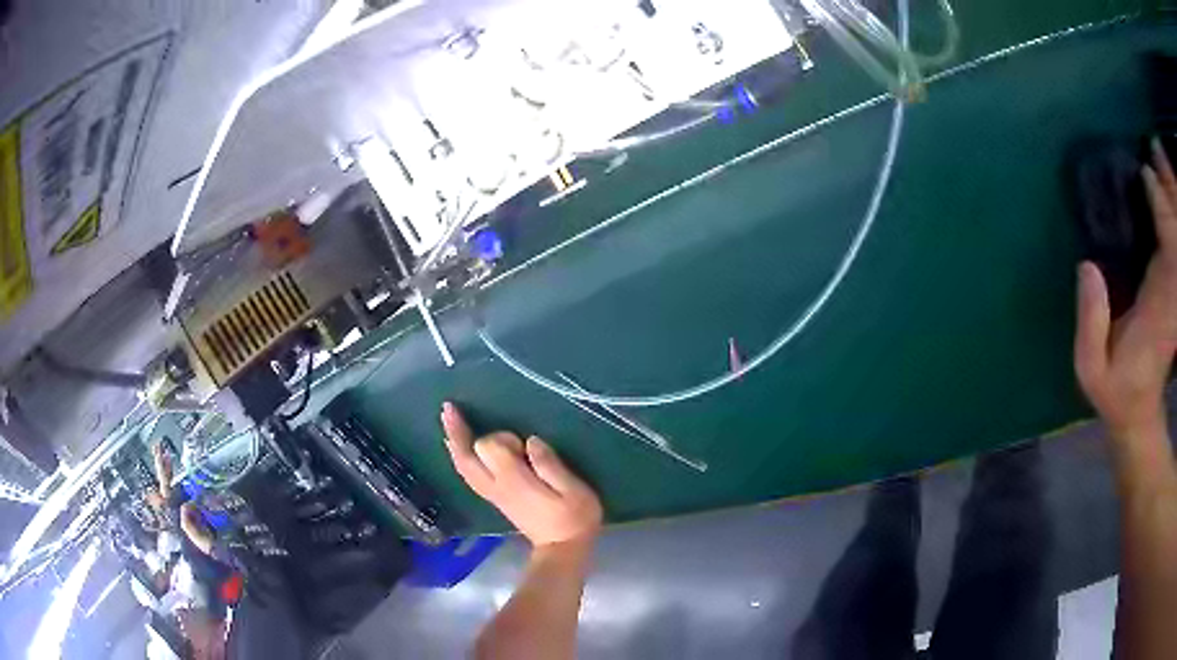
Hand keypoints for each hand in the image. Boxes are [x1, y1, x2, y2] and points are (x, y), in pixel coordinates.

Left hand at [441, 402, 601, 546]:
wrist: (562, 550)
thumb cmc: (573, 519)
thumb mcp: (574, 490)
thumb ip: (551, 465)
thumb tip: (532, 441)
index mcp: (513, 480)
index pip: (490, 448)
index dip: (503, 438)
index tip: (524, 445)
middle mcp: (496, 485)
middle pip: (467, 456)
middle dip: (458, 432)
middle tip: (448, 408)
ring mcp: (493, 493)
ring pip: (464, 466)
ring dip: (455, 442)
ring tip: (448, 420)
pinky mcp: (495, 498)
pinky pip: (469, 474)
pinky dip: (460, 457)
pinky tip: (459, 447)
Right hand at [1075, 139, 1176, 441]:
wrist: (1140, 413)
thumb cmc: (1117, 392)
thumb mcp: (1093, 371)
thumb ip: (1091, 327)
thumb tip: (1087, 266)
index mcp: (1159, 309)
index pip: (1168, 251)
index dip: (1162, 212)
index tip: (1148, 176)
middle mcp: (1171, 289)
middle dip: (1170, 192)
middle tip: (1155, 147)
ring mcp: (1174, 285)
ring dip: (1171, 194)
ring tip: (1158, 153)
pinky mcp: (1171, 280)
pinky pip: (1176, 237)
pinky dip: (1172, 209)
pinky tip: (1162, 182)